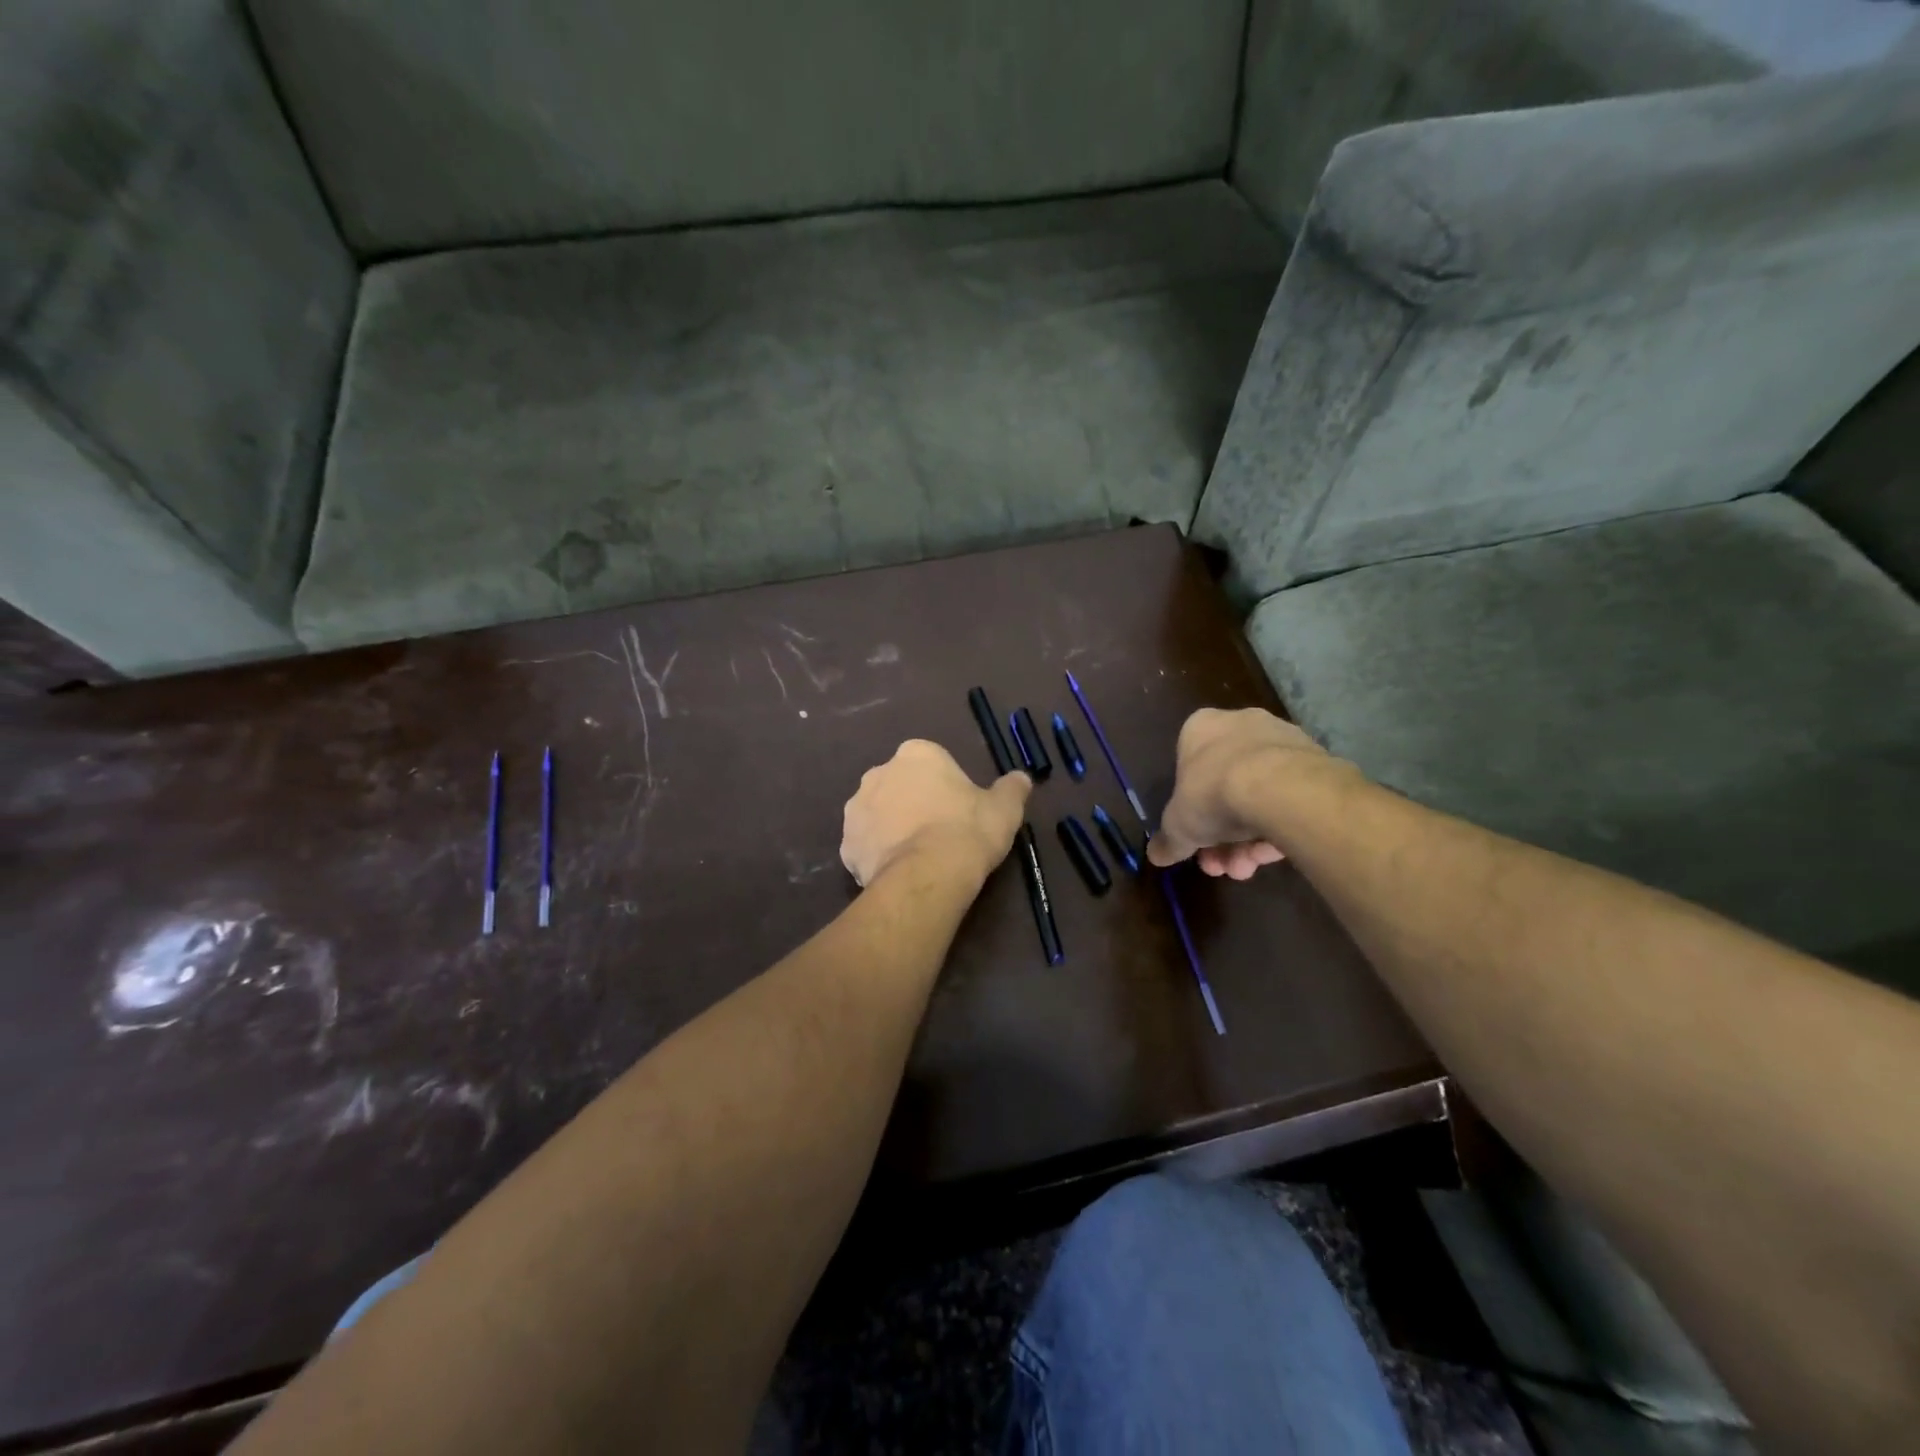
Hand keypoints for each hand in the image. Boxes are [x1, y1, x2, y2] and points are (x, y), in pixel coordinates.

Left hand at [842, 740, 1031, 888]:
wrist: (928, 875)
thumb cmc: (968, 831)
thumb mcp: (1004, 809)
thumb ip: (1012, 789)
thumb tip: (1021, 778)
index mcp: (916, 754)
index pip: (931, 763)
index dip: (945, 786)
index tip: (959, 810)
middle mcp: (879, 772)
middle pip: (899, 785)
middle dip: (913, 802)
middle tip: (938, 832)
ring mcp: (857, 808)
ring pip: (878, 814)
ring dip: (892, 827)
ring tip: (917, 855)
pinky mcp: (846, 844)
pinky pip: (865, 846)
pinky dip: (877, 856)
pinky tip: (897, 872)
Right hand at [1148, 708, 1339, 878]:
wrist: (1280, 788)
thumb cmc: (1212, 793)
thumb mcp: (1178, 825)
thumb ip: (1168, 841)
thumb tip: (1156, 856)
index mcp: (1201, 728)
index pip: (1188, 767)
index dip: (1189, 810)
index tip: (1193, 839)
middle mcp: (1241, 725)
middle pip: (1225, 787)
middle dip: (1220, 835)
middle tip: (1219, 865)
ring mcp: (1282, 742)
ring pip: (1258, 797)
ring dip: (1247, 840)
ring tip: (1245, 869)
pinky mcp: (1316, 762)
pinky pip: (1289, 800)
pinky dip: (1278, 829)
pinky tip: (1272, 857)